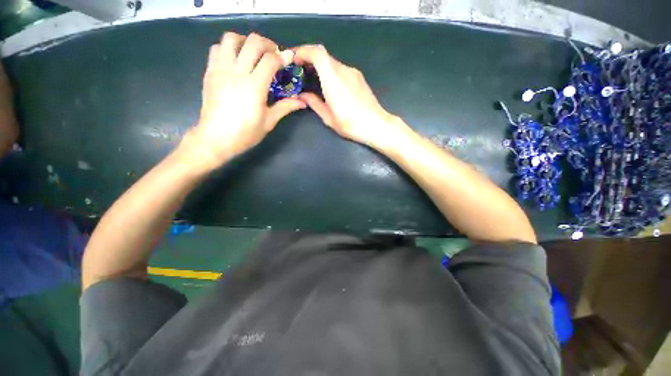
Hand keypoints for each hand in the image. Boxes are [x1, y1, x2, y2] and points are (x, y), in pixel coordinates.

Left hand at [182, 32, 305, 168]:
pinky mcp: (210, 71)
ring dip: (246, 41)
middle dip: (268, 44)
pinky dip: (229, 48)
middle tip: (274, 55)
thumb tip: (302, 102)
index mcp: (255, 86)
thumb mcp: (269, 122)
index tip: (289, 59)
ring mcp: (221, 69)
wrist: (216, 138)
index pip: (270, 60)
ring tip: (253, 53)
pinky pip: (217, 48)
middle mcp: (237, 72)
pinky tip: (236, 60)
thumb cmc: (245, 133)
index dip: (282, 56)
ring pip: (232, 38)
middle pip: (253, 42)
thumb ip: (285, 107)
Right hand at [294, 45, 406, 148]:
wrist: (376, 125)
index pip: (317, 52)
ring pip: (332, 63)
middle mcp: (343, 70)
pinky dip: (331, 72)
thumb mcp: (328, 118)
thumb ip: (314, 103)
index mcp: (333, 80)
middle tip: (300, 72)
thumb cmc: (351, 124)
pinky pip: (341, 69)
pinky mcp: (359, 77)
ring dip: (321, 68)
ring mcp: (353, 72)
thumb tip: (302, 95)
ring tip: (314, 81)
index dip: (303, 51)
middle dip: (309, 60)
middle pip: (323, 56)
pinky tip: (330, 86)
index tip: (294, 60)